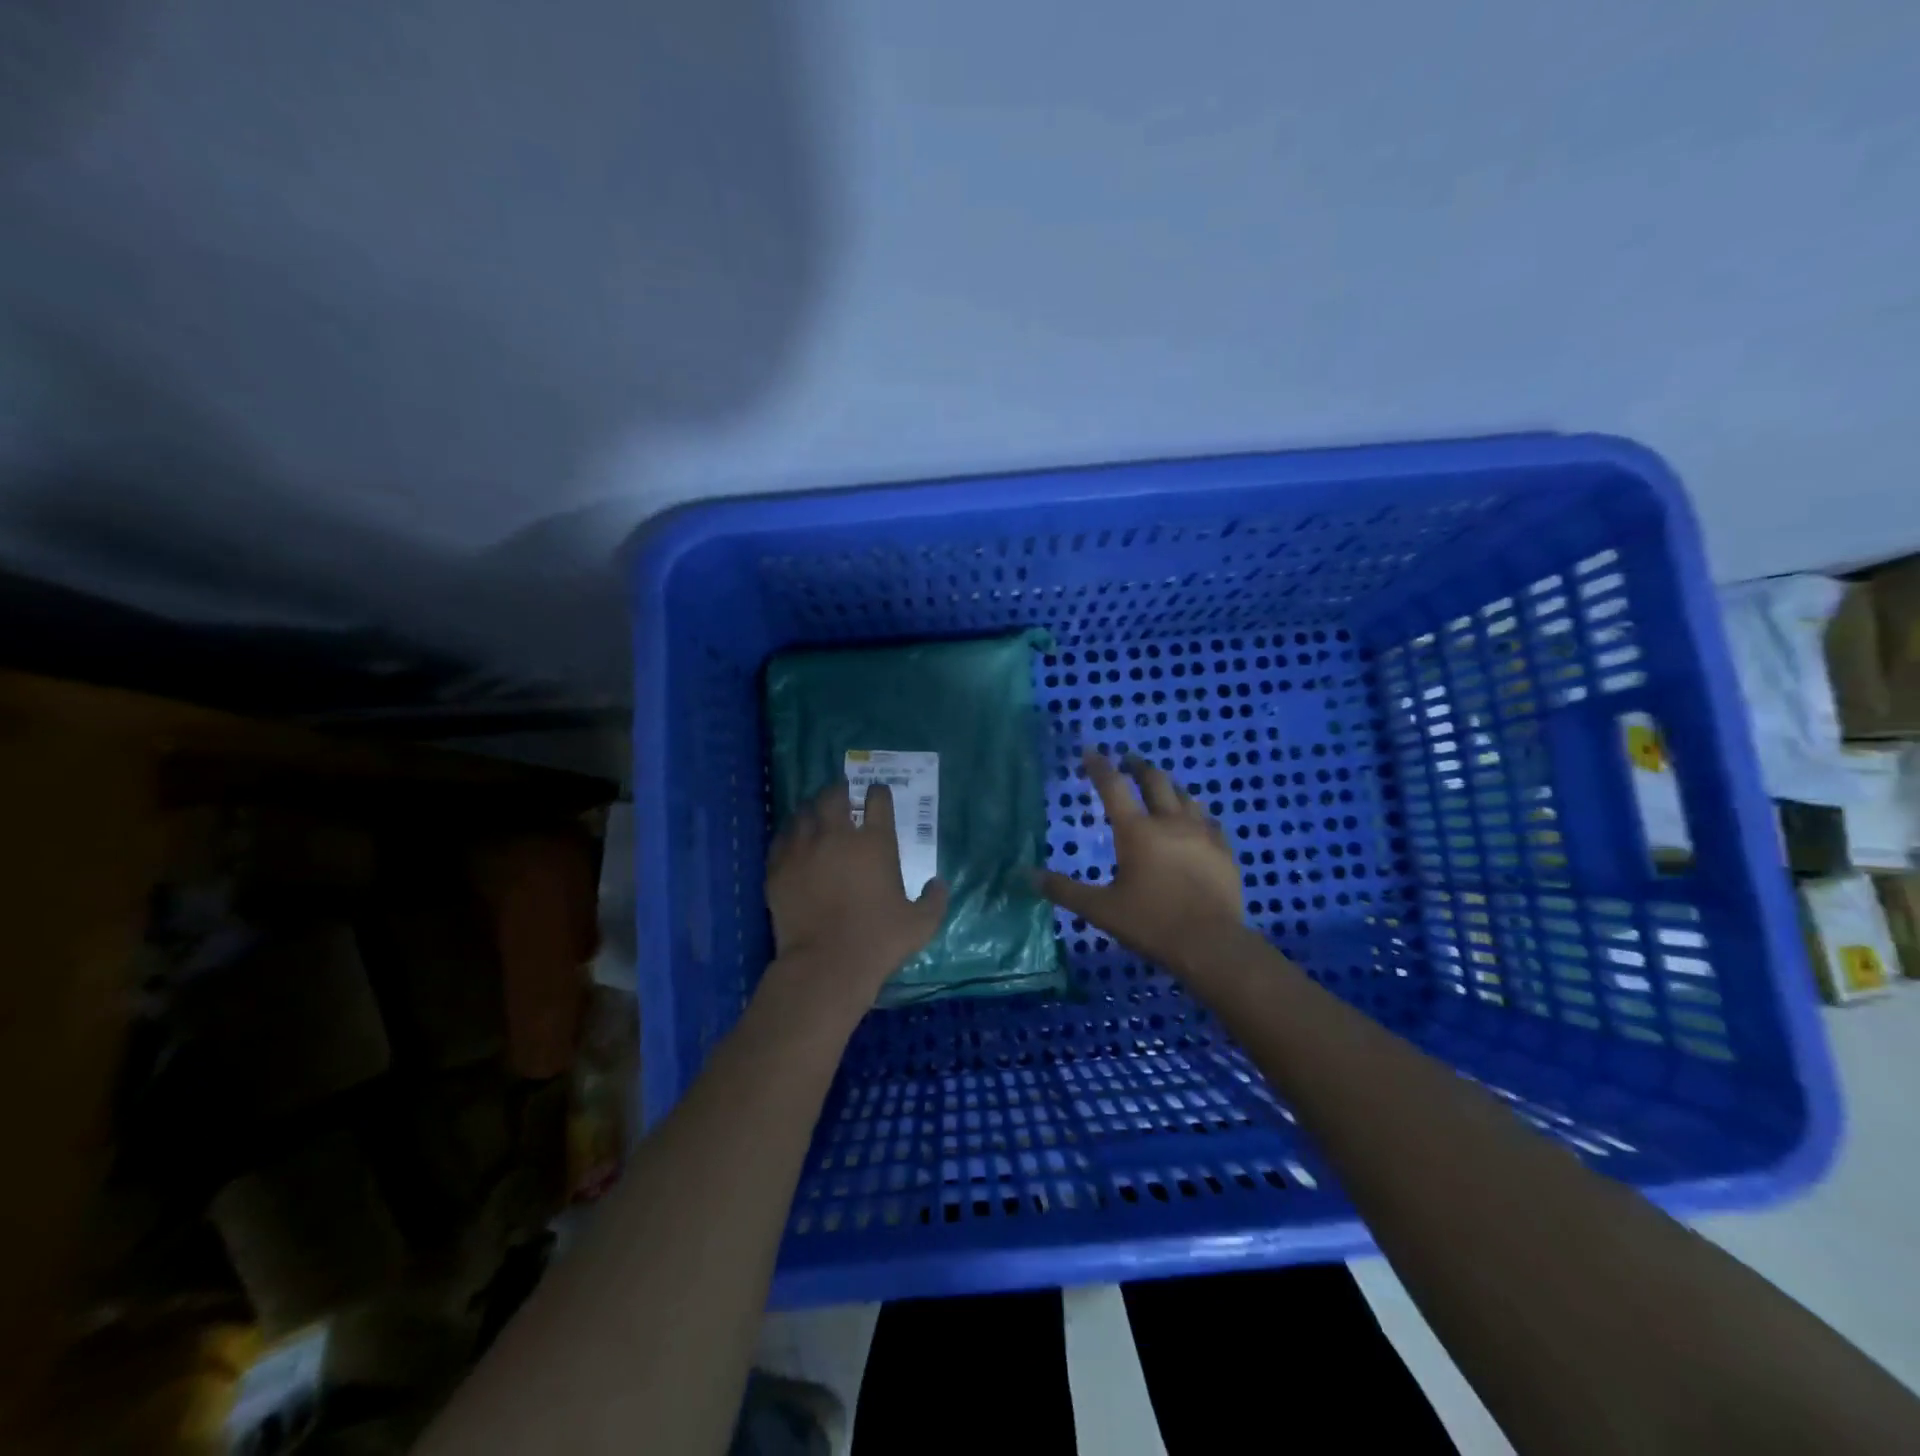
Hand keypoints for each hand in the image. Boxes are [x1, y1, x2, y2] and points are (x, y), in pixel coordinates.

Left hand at [766, 780, 949, 1009]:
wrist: (826, 965)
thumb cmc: (879, 941)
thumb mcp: (921, 923)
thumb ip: (934, 899)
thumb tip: (938, 883)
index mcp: (875, 842)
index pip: (878, 800)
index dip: (879, 793)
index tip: (878, 794)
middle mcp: (837, 835)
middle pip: (835, 795)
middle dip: (840, 791)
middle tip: (843, 797)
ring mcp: (803, 848)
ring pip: (803, 812)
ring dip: (812, 809)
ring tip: (816, 815)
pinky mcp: (778, 867)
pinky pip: (781, 838)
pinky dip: (789, 834)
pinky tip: (793, 841)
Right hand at [1036, 751, 1244, 972]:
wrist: (1211, 944)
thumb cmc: (1151, 923)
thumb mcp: (1100, 910)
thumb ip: (1064, 890)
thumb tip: (1026, 875)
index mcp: (1136, 831)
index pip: (1113, 786)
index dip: (1100, 766)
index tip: (1091, 751)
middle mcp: (1169, 822)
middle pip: (1155, 780)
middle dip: (1139, 766)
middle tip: (1129, 761)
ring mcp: (1202, 833)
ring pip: (1186, 795)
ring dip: (1169, 786)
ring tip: (1161, 786)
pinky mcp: (1224, 850)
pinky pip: (1210, 821)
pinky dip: (1197, 814)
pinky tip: (1197, 821)